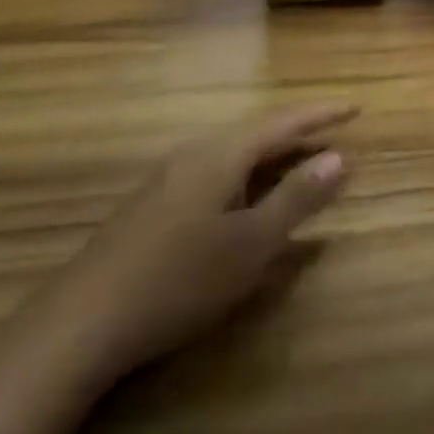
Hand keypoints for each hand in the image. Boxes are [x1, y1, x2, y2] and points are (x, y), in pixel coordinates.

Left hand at [37, 103, 357, 383]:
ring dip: (272, 152)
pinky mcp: (153, 205)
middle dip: (299, 130)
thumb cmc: (178, 280)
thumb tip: (339, 157)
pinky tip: (245, 195)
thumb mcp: (251, 244)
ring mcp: (169, 179)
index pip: (284, 121)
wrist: (78, 326)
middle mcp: (196, 155)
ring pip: (234, 151)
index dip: (322, 114)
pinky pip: (216, 170)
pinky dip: (247, 172)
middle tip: (334, 130)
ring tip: (300, 158)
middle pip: (258, 130)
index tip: (356, 107)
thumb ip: (296, 199)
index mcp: (223, 154)